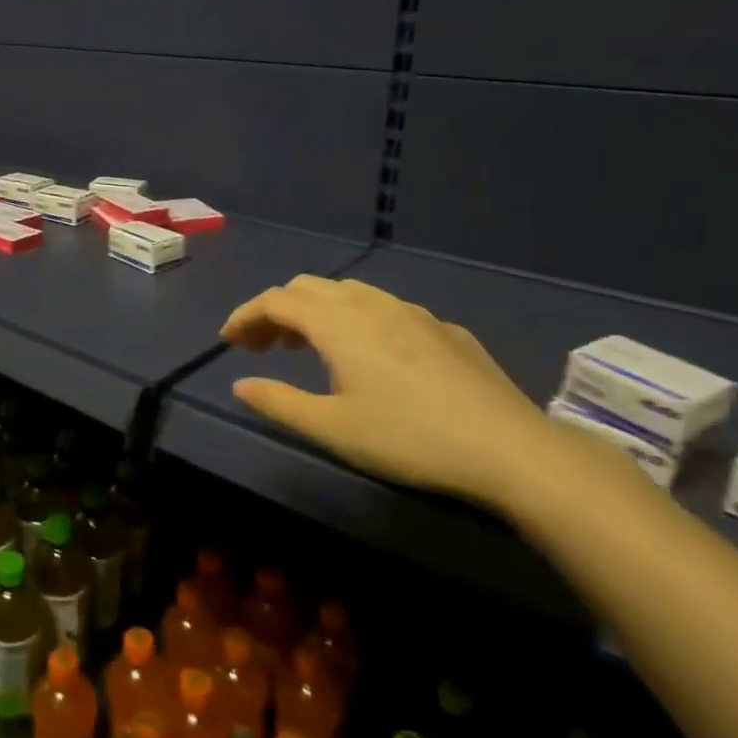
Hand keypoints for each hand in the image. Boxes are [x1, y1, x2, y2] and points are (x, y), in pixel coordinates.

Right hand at [219, 275, 557, 508]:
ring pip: (349, 292)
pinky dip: (356, 320)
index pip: (276, 301)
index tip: (228, 341)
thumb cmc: (408, 437)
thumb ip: (279, 402)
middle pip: (308, 288)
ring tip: (308, 347)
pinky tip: (370, 357)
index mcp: (338, 322)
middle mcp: (371, 304)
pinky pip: (385, 309)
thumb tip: (240, 385)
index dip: (245, 315)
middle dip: (277, 311)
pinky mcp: (444, 329)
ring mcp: (413, 313)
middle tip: (262, 347)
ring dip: (316, 312)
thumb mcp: (332, 428)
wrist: (509, 449)